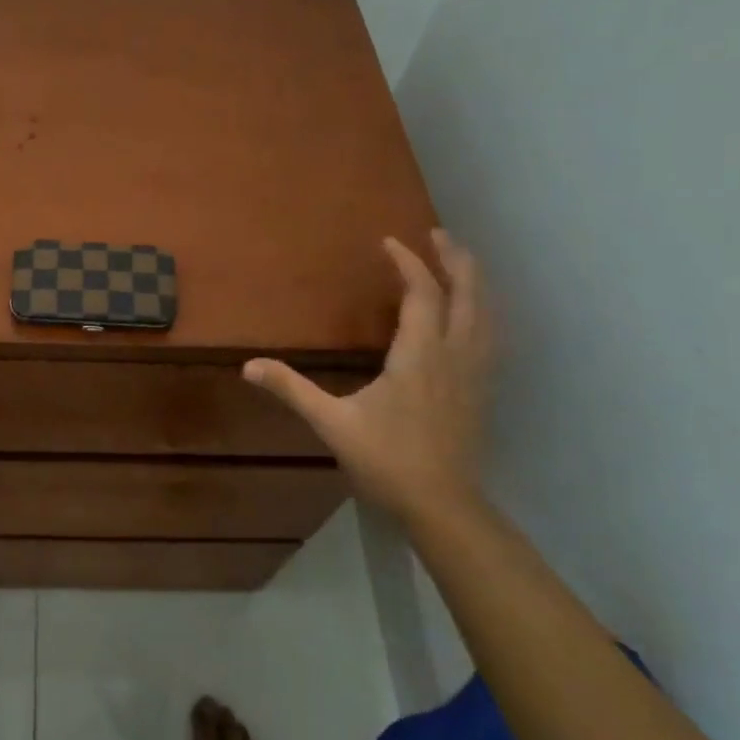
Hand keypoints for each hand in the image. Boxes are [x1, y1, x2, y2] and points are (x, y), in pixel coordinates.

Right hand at [244, 230, 492, 525]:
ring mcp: (475, 372)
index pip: (421, 293)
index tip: (389, 242)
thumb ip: (292, 390)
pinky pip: (491, 335)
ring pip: (486, 313)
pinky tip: (475, 315)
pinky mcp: (482, 390)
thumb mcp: (332, 423)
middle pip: (467, 293)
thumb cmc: (386, 459)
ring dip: (474, 281)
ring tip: (460, 262)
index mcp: (419, 354)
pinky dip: (484, 311)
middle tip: (438, 234)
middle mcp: (454, 354)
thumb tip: (248, 366)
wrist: (442, 505)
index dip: (407, 262)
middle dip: (454, 259)